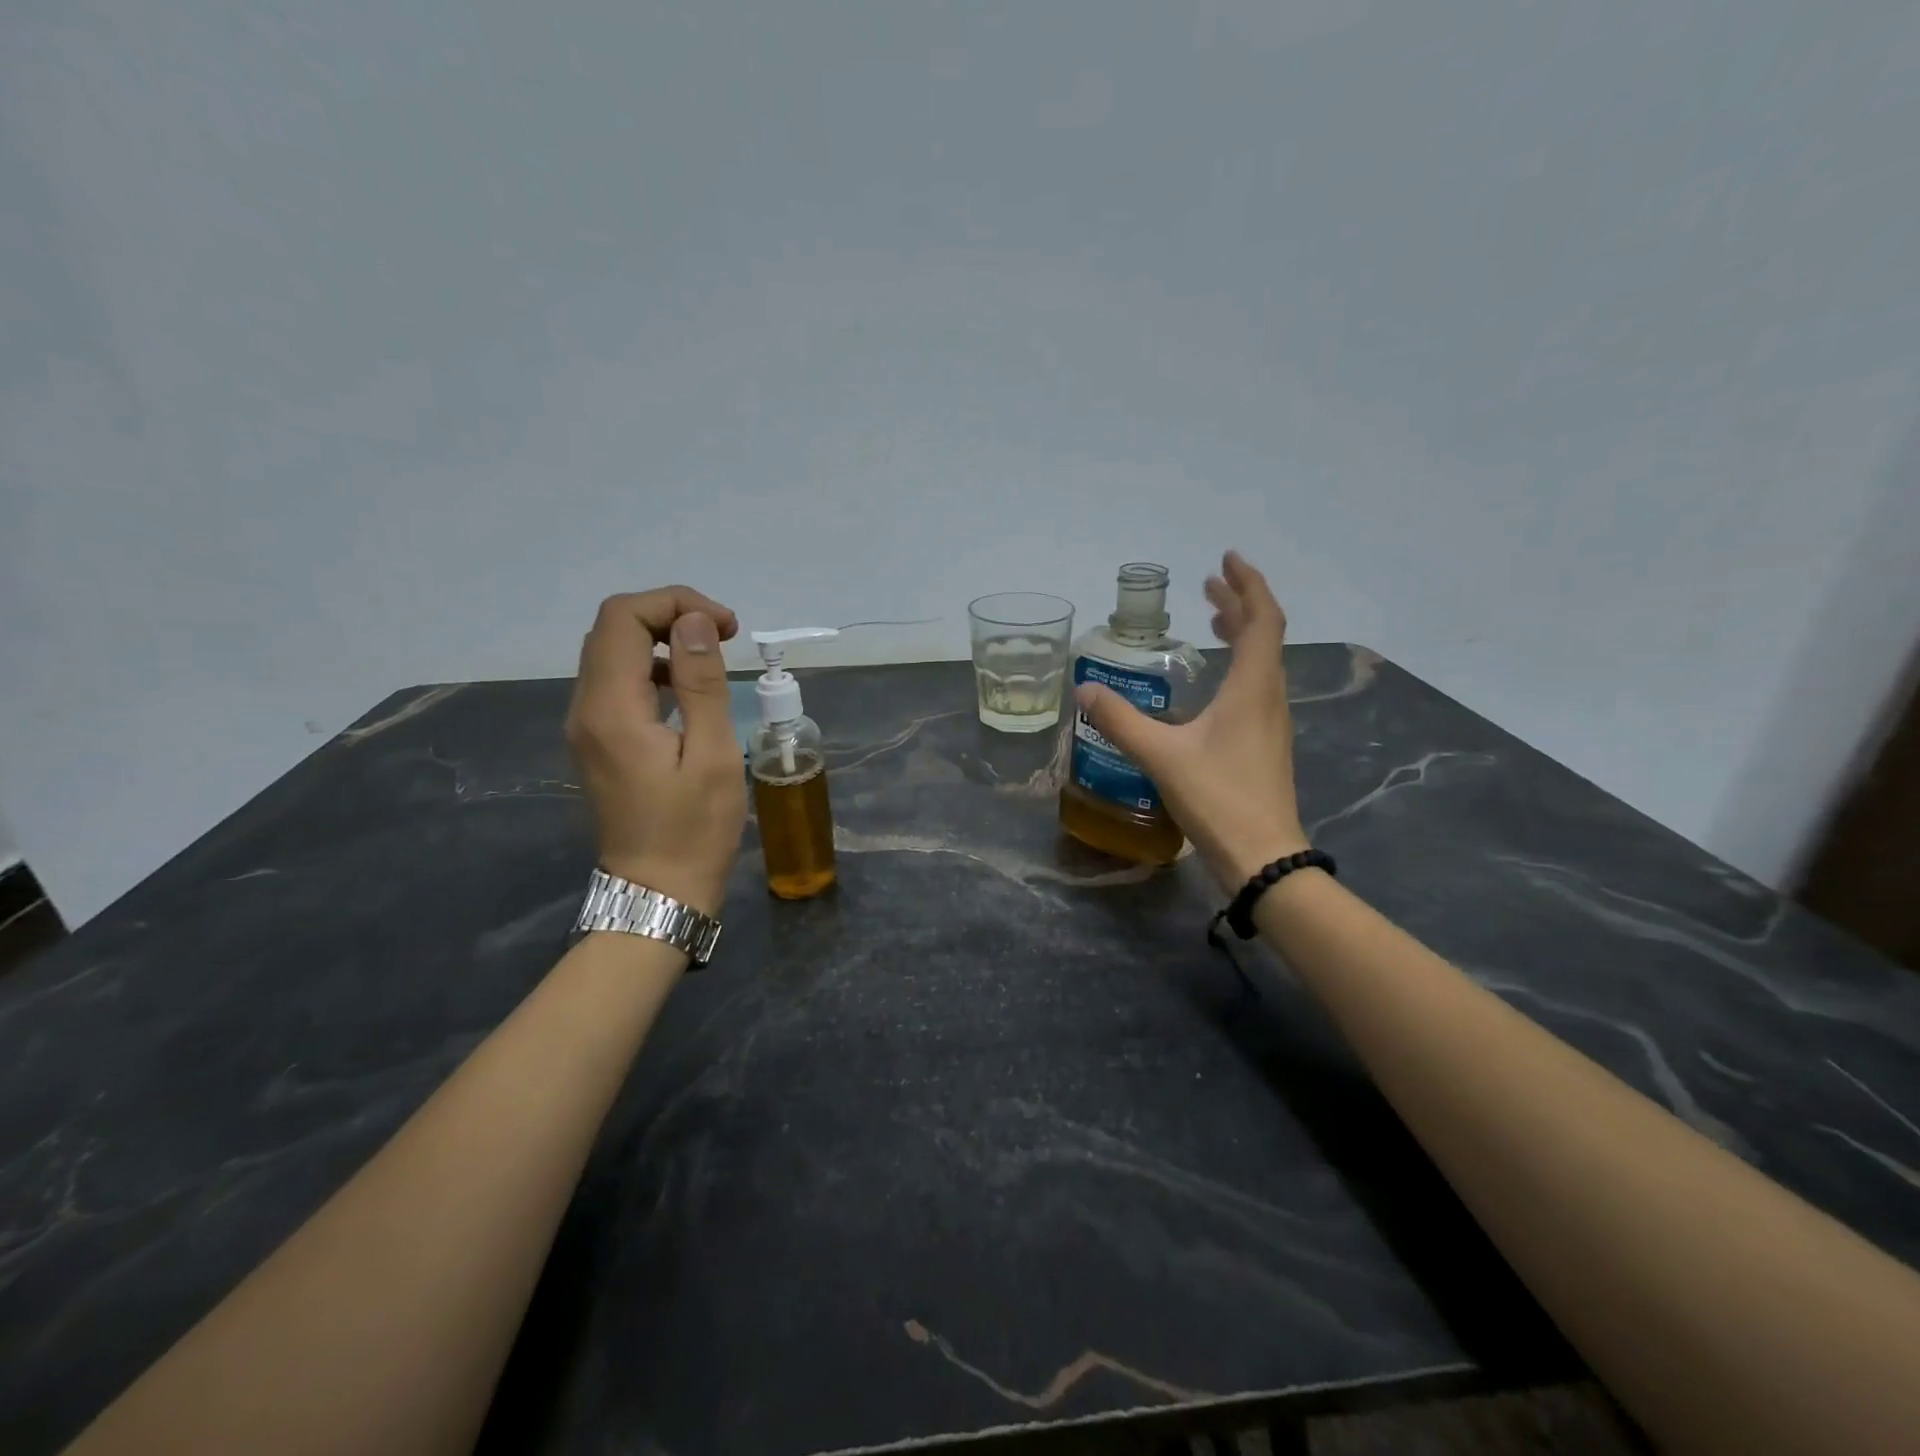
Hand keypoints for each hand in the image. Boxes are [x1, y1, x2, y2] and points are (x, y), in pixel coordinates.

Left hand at [565, 586, 746, 917]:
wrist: (657, 891)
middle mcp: (585, 709)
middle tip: (724, 636)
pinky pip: (616, 683)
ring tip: (712, 658)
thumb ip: (702, 683)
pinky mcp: (596, 741)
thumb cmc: (694, 830)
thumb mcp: (713, 755)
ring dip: (662, 640)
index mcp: (611, 709)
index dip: (674, 603)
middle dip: (669, 615)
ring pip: (612, 653)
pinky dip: (653, 669)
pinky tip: (689, 692)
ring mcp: (585, 726)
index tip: (726, 627)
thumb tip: (695, 622)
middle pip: (612, 628)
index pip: (623, 618)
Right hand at [1074, 551, 1308, 889]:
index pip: (1262, 619)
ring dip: (1241, 633)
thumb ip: (1121, 721)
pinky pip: (1256, 685)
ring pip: (1262, 661)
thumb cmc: (1218, 799)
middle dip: (1238, 603)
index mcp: (1252, 688)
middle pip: (1264, 635)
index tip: (1226, 560)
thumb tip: (1083, 689)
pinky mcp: (1265, 744)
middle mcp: (1269, 697)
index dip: (1247, 585)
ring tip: (1213, 619)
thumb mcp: (1161, 756)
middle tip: (1208, 586)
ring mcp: (1271, 722)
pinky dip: (1238, 664)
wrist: (1262, 857)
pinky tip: (1213, 682)